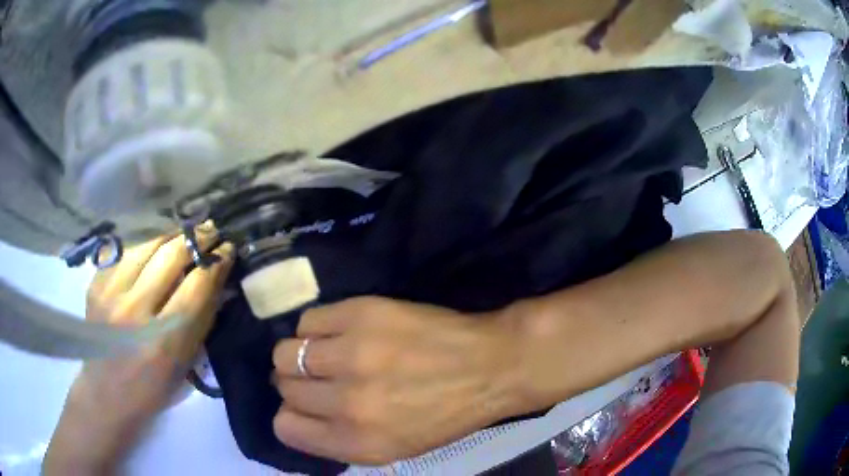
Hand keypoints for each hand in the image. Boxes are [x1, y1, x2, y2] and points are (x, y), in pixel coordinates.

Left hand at [44, 234, 233, 473]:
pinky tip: (152, 252)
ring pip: (147, 244)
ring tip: (183, 236)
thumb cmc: (153, 389)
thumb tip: (217, 279)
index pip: (197, 285)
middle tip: (209, 232)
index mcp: (164, 341)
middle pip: (172, 255)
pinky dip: (144, 248)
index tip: (228, 248)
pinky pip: (126, 252)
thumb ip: (201, 320)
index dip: (216, 261)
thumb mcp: (185, 364)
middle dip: (196, 239)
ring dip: (171, 237)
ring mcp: (111, 293)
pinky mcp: (96, 284)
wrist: (106, 393)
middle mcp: (135, 311)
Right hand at [271, 297, 521, 464]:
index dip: (293, 415)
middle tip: (323, 377)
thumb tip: (295, 414)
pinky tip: (341, 332)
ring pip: (286, 352)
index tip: (307, 406)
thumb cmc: (445, 414)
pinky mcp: (360, 315)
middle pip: (283, 386)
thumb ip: (337, 439)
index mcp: (358, 443)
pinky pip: (307, 320)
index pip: (284, 427)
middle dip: (299, 384)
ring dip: (302, 355)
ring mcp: (351, 355)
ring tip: (329, 353)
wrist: (489, 366)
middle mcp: (347, 404)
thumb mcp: (392, 448)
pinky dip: (317, 328)